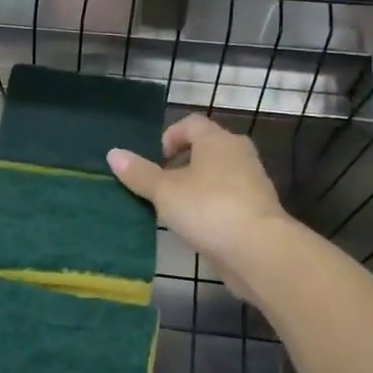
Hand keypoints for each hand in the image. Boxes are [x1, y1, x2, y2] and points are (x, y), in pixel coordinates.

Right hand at [108, 114, 290, 293]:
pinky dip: (211, 206)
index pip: (192, 123)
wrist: (258, 249)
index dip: (171, 135)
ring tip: (176, 208)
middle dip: (183, 162)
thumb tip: (113, 153)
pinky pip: (228, 198)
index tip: (158, 159)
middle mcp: (239, 154)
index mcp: (217, 140)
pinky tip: (197, 227)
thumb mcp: (165, 192)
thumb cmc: (208, 209)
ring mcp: (252, 182)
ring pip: (219, 175)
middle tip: (162, 184)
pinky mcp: (257, 209)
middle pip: (207, 148)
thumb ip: (139, 173)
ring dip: (197, 186)